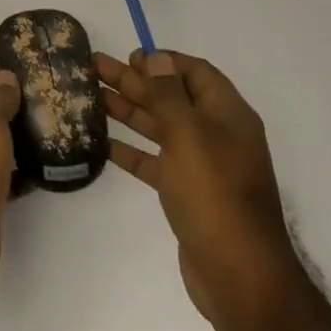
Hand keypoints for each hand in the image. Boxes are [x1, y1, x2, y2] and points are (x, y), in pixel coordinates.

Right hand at [97, 49, 301, 325]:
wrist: (238, 274)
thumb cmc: (215, 194)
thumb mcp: (190, 135)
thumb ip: (169, 95)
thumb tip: (156, 58)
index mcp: (228, 116)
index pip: (196, 73)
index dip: (163, 61)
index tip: (128, 56)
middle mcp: (217, 135)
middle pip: (172, 98)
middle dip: (135, 81)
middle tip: (94, 68)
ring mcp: (202, 166)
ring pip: (160, 128)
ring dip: (128, 110)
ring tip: (91, 97)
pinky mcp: (186, 193)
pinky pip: (155, 161)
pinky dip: (131, 149)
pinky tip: (102, 142)